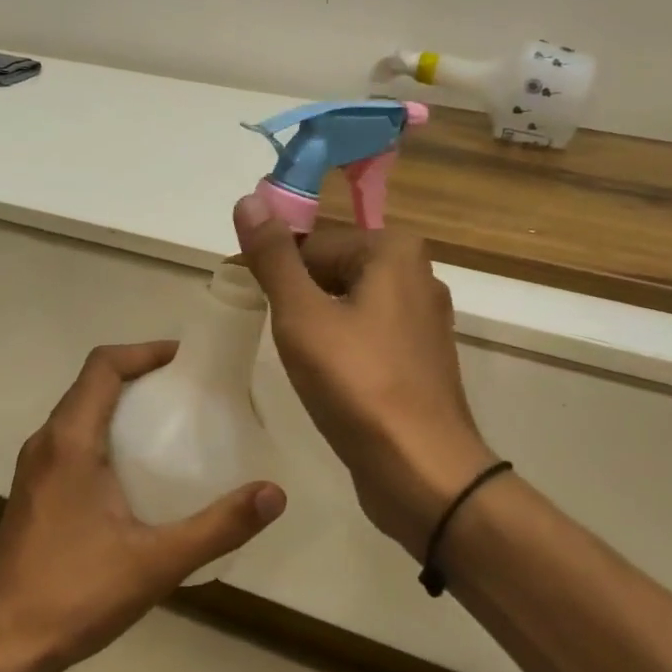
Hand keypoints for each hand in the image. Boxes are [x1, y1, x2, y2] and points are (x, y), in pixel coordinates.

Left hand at [0, 341, 286, 671]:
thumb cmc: (74, 594)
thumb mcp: (156, 562)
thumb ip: (218, 526)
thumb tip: (274, 493)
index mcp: (69, 440)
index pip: (103, 365)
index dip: (144, 351)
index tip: (185, 359)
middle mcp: (46, 442)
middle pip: (91, 384)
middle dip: (138, 375)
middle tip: (188, 391)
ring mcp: (34, 468)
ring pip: (79, 414)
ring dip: (120, 405)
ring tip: (168, 426)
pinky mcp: (33, 493)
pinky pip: (71, 442)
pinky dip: (105, 434)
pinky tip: (135, 474)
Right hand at [233, 196, 494, 554]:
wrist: (422, 472)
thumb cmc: (358, 384)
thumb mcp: (302, 315)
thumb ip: (273, 257)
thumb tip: (248, 199)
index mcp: (393, 250)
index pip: (310, 244)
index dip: (273, 273)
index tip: (248, 304)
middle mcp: (416, 273)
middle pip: (329, 270)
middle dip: (296, 300)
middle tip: (278, 340)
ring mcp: (422, 318)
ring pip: (345, 304)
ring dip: (314, 326)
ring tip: (300, 363)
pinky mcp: (419, 356)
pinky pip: (365, 334)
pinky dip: (339, 347)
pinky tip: (327, 378)